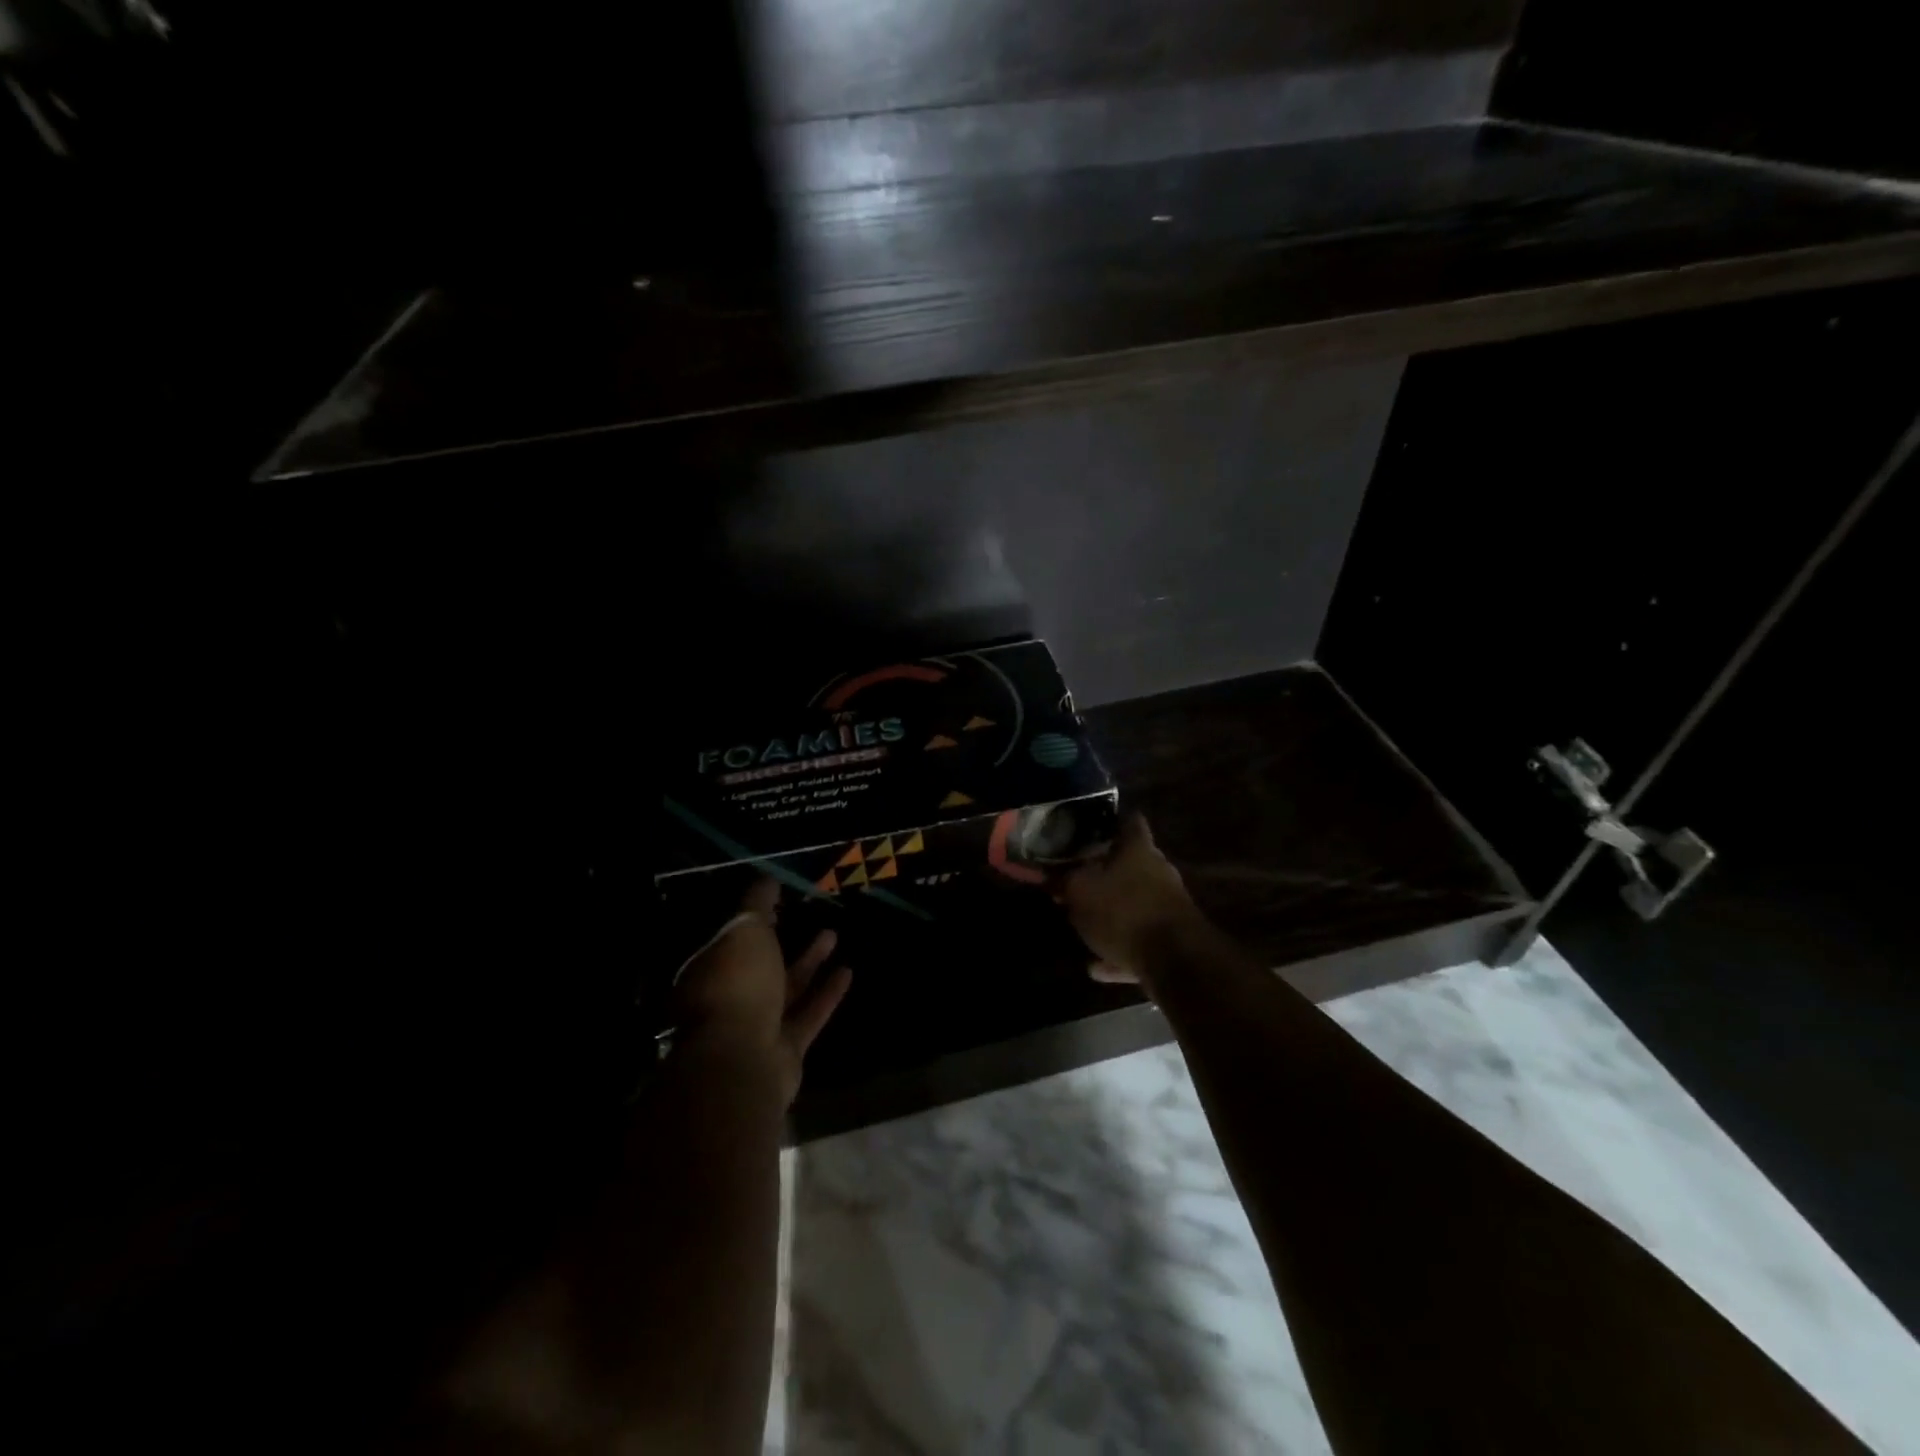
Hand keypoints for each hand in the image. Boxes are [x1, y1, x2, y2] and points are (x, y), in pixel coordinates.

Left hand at [672, 878, 851, 1105]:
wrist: (742, 1059)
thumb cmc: (737, 985)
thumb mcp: (745, 930)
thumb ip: (757, 905)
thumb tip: (766, 879)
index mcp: (709, 971)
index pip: (731, 940)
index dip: (753, 920)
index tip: (777, 901)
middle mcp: (730, 1000)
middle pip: (760, 966)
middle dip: (783, 940)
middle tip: (807, 915)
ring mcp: (756, 1027)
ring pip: (787, 989)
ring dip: (810, 963)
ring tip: (834, 935)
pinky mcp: (785, 1049)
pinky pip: (808, 1014)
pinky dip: (827, 994)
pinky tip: (848, 972)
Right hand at [1057, 814, 1202, 983]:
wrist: (1175, 960)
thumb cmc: (1123, 910)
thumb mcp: (1079, 890)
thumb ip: (1062, 879)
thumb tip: (1050, 873)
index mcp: (1138, 849)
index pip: (1130, 821)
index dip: (1111, 822)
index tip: (1090, 830)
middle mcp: (1159, 872)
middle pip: (1132, 864)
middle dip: (1106, 873)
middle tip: (1078, 880)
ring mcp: (1169, 907)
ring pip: (1134, 904)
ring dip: (1111, 915)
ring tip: (1083, 925)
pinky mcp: (1173, 941)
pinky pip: (1139, 941)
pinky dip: (1119, 950)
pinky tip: (1096, 967)